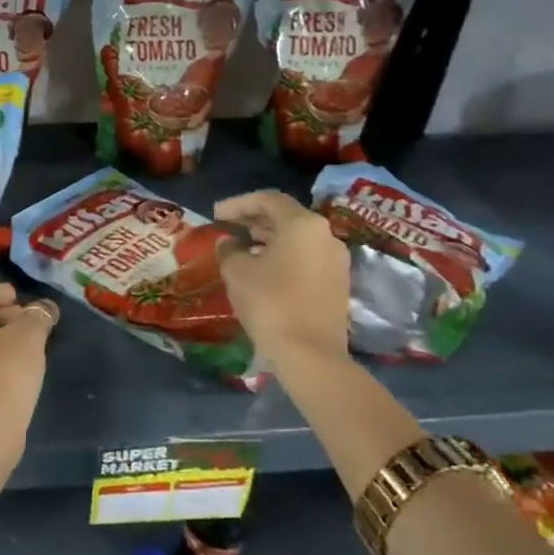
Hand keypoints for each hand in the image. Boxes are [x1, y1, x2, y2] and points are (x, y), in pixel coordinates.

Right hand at [213, 190, 351, 370]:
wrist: (310, 355)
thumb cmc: (270, 302)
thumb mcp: (236, 271)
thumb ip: (229, 249)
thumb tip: (229, 243)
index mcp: (302, 224)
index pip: (267, 199)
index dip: (237, 204)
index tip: (216, 215)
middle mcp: (325, 235)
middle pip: (286, 216)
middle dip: (254, 219)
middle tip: (227, 227)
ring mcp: (336, 261)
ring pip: (297, 238)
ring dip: (268, 238)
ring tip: (241, 247)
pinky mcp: (337, 283)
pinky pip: (306, 257)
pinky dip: (283, 255)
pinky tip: (262, 269)